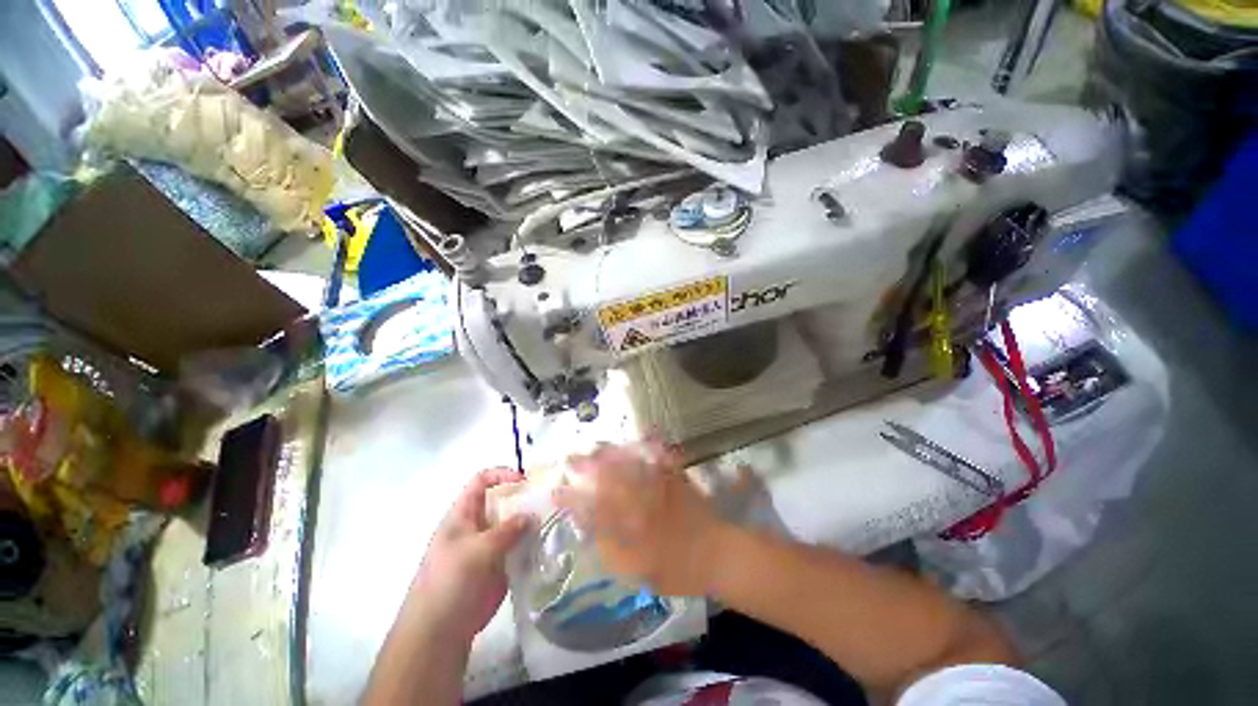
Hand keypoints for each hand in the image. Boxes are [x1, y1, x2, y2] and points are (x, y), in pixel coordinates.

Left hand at [407, 467, 531, 646]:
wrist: (440, 631)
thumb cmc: (450, 582)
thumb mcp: (477, 550)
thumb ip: (507, 530)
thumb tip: (531, 515)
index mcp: (463, 515)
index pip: (481, 481)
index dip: (502, 475)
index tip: (525, 481)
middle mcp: (478, 525)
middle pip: (503, 501)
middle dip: (524, 498)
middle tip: (548, 501)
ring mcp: (490, 546)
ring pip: (515, 523)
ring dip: (532, 521)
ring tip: (553, 521)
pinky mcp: (501, 565)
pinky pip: (520, 546)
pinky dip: (533, 543)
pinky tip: (548, 544)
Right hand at [555, 441, 726, 596]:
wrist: (716, 555)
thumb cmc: (675, 569)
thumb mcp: (635, 570)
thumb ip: (610, 548)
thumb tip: (589, 529)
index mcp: (628, 526)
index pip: (592, 507)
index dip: (572, 498)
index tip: (556, 490)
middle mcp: (640, 501)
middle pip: (607, 478)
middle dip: (586, 466)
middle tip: (570, 458)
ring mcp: (657, 486)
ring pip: (629, 464)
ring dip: (610, 454)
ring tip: (594, 447)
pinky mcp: (673, 478)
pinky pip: (656, 458)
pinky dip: (644, 448)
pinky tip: (637, 441)